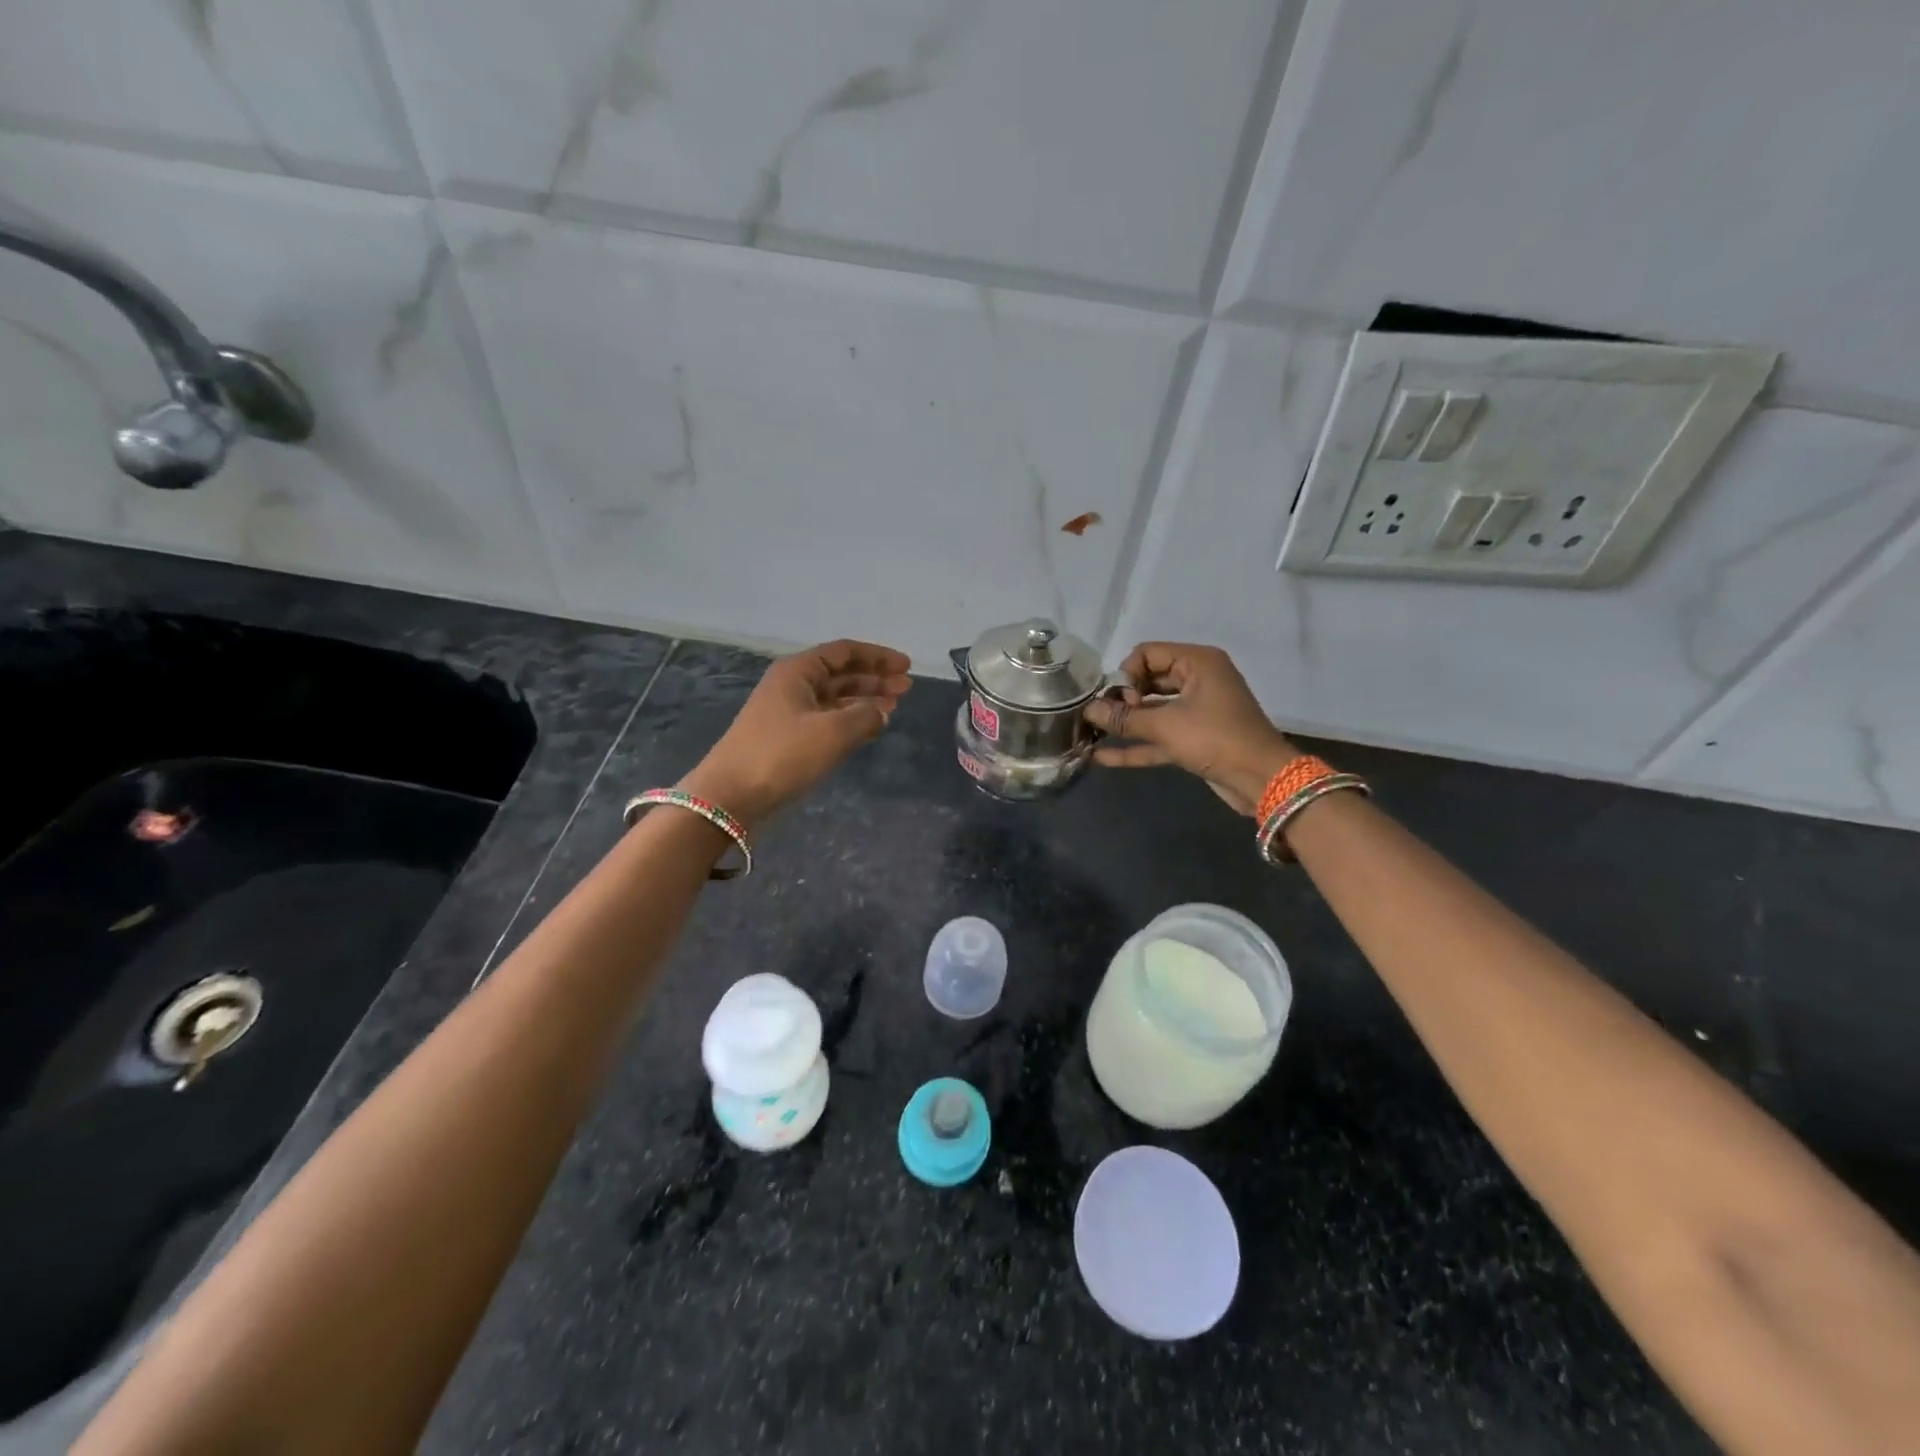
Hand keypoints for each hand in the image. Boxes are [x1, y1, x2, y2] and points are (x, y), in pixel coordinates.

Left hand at [682, 640, 911, 828]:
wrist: (730, 796)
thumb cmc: (782, 755)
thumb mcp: (833, 732)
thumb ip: (866, 716)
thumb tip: (882, 711)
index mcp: (798, 671)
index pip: (845, 652)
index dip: (878, 657)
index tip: (906, 667)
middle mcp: (792, 685)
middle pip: (840, 674)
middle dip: (874, 679)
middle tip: (906, 689)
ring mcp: (787, 713)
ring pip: (834, 698)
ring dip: (864, 700)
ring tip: (894, 707)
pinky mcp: (786, 739)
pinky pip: (826, 720)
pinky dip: (850, 721)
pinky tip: (869, 729)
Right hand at [1083, 642, 1297, 814]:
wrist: (1262, 779)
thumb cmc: (1215, 739)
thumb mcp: (1166, 726)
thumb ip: (1124, 718)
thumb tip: (1088, 710)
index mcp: (1197, 662)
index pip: (1147, 653)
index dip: (1127, 674)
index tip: (1122, 701)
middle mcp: (1197, 680)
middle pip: (1148, 680)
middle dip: (1122, 698)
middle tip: (1103, 717)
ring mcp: (1196, 711)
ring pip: (1152, 711)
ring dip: (1125, 723)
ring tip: (1090, 732)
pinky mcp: (1194, 739)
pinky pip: (1159, 736)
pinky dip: (1136, 745)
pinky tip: (1103, 757)